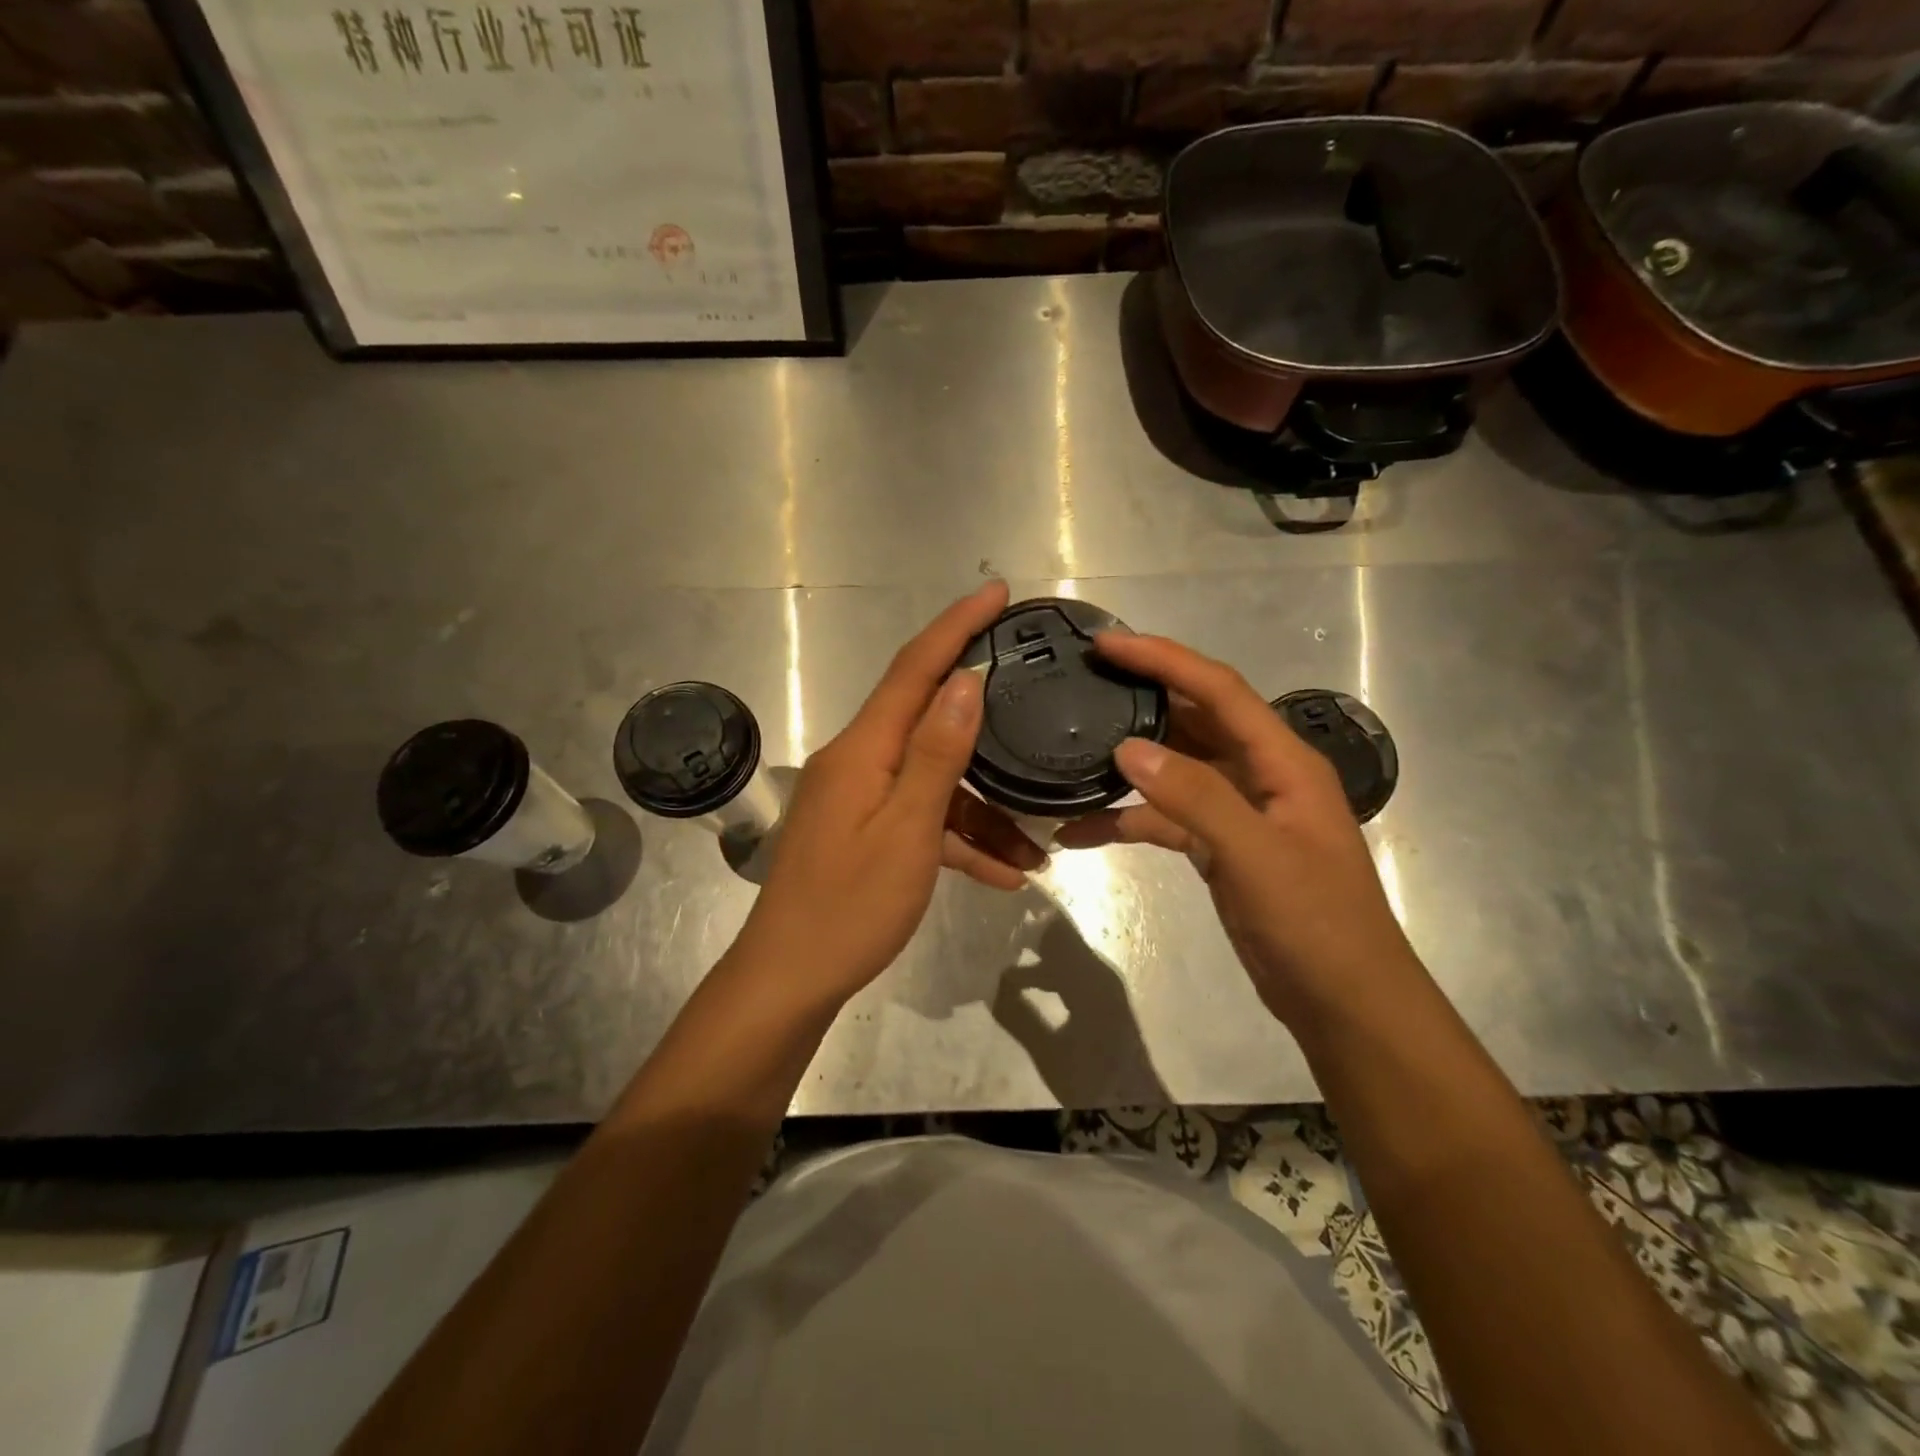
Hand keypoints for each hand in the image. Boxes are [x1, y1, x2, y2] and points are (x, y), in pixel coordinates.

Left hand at [733, 580, 1045, 1007]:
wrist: (790, 980)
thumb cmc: (849, 907)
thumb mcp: (906, 829)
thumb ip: (936, 753)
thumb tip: (965, 683)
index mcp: (863, 749)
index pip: (914, 669)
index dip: (955, 626)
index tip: (996, 592)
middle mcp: (858, 761)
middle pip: (929, 721)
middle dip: (983, 716)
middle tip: (1033, 700)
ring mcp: (860, 800)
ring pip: (934, 784)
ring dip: (983, 812)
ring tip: (1038, 849)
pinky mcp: (864, 834)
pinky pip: (920, 822)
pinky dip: (959, 842)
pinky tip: (1004, 876)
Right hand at [1054, 634, 1418, 1029]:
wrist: (1344, 1004)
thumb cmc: (1316, 926)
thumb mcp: (1257, 856)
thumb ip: (1195, 797)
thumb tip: (1127, 747)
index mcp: (1283, 760)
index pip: (1218, 688)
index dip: (1163, 658)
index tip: (1106, 643)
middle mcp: (1260, 774)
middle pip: (1194, 718)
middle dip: (1141, 695)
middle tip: (1083, 679)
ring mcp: (1238, 811)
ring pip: (1174, 767)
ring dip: (1127, 761)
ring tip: (1071, 746)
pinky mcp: (1220, 846)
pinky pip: (1165, 817)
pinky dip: (1127, 818)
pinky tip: (1080, 831)